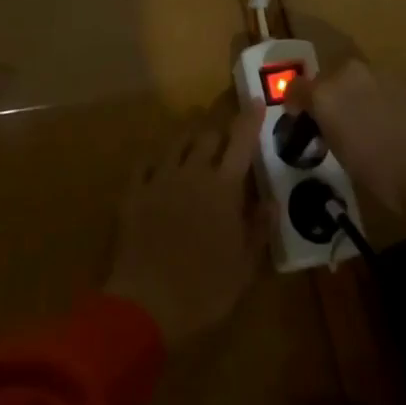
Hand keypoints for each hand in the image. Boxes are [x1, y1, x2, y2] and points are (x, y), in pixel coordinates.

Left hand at [104, 113, 264, 348]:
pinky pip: (145, 163)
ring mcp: (160, 178)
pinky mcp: (134, 191)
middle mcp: (192, 172)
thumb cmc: (204, 289)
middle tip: (225, 133)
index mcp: (223, 187)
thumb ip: (258, 228)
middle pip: (207, 135)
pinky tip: (158, 164)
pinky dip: (156, 159)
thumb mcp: (244, 267)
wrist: (145, 302)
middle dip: (219, 129)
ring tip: (195, 139)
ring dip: (189, 136)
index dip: (250, 120)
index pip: (241, 142)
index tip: (256, 102)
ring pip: (176, 142)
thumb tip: (271, 201)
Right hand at [291, 60, 405, 237]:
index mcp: (325, 93)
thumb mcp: (342, 155)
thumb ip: (329, 129)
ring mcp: (381, 74)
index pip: (296, 88)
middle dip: (329, 97)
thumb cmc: (383, 175)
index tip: (300, 120)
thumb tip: (328, 124)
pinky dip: (382, 101)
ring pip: (358, 81)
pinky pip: (384, 88)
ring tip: (366, 125)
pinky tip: (393, 125)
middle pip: (329, 79)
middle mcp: (349, 74)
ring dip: (357, 97)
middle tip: (335, 124)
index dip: (296, 104)